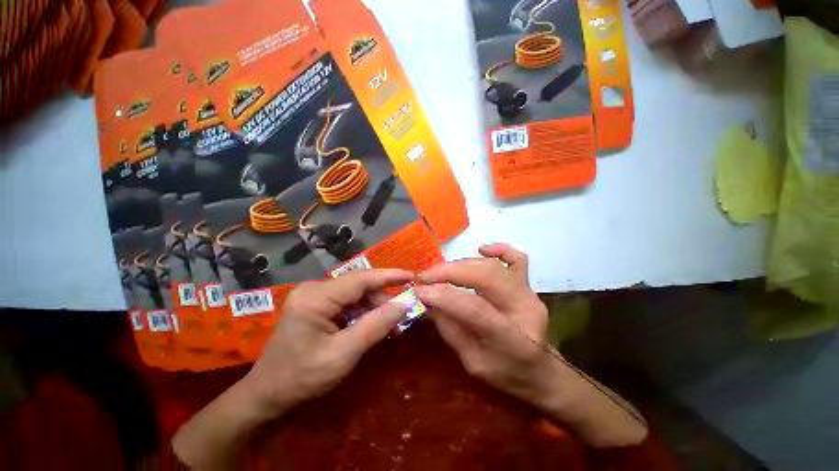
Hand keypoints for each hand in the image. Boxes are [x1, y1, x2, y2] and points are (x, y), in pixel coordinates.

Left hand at [240, 268, 413, 415]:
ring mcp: (313, 295)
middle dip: (382, 298)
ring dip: (373, 306)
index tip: (412, 276)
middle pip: (358, 286)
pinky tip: (372, 324)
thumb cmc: (302, 378)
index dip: (389, 276)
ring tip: (390, 323)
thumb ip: (375, 326)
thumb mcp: (343, 354)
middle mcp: (314, 289)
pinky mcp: (315, 304)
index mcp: (316, 297)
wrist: (267, 395)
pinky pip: (346, 302)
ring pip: (354, 293)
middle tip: (402, 313)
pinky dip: (362, 312)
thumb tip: (405, 304)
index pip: (361, 279)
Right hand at [414, 243, 553, 405]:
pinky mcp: (528, 284)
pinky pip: (517, 259)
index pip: (475, 308)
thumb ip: (450, 329)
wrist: (540, 371)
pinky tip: (481, 249)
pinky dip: (499, 250)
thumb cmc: (506, 373)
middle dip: (449, 272)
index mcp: (513, 339)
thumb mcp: (472, 362)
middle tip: (425, 276)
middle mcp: (525, 308)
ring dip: (461, 264)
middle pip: (486, 277)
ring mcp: (529, 293)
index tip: (418, 291)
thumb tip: (428, 300)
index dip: (443, 296)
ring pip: (493, 266)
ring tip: (439, 271)